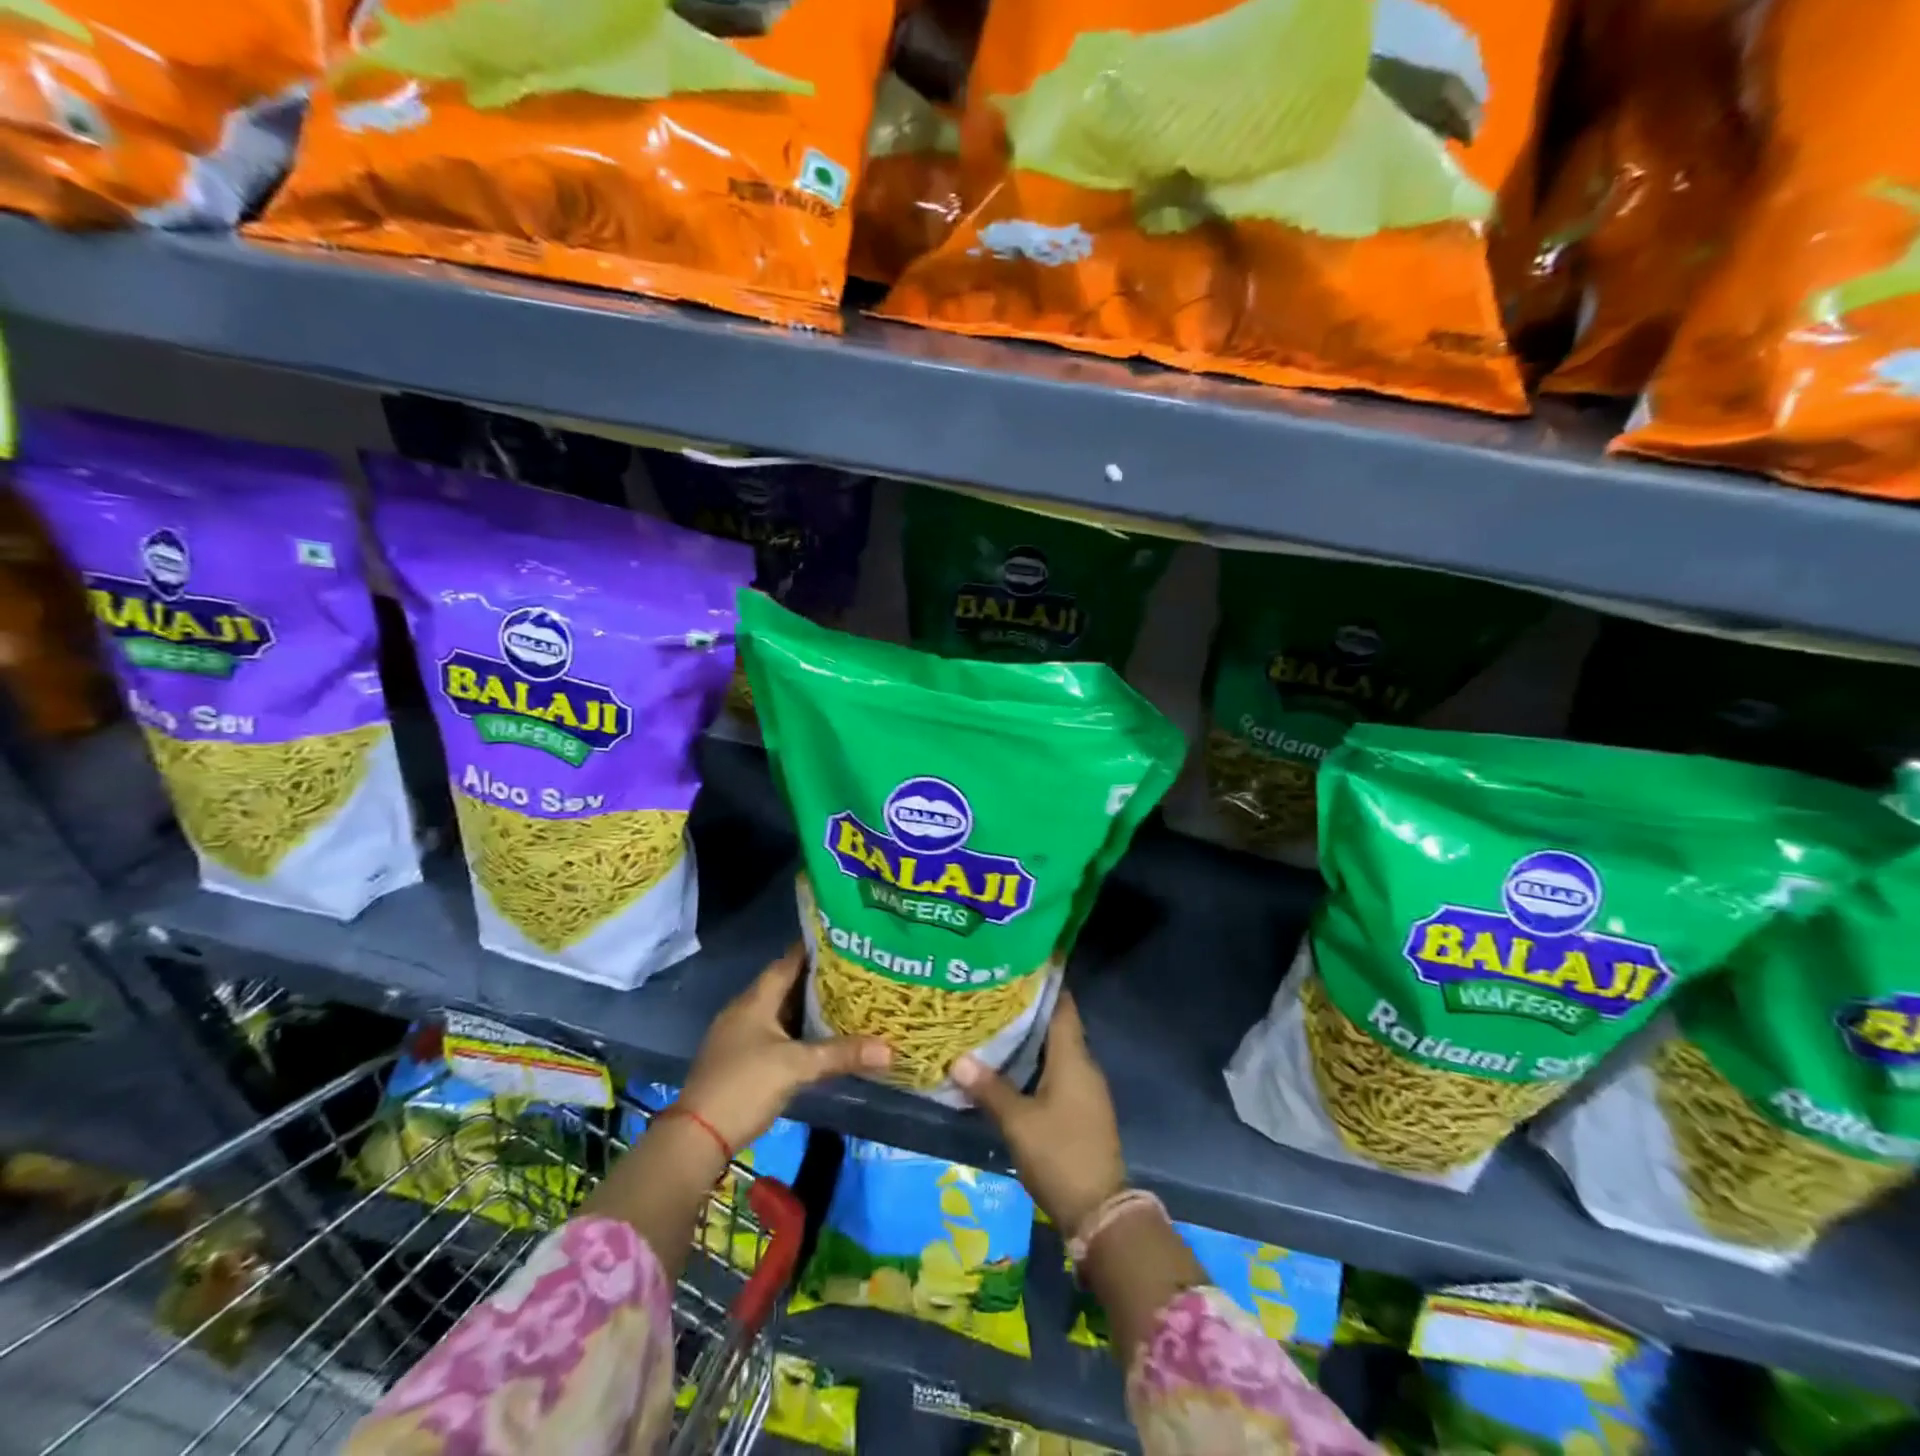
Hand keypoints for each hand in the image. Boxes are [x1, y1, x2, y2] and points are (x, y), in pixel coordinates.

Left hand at [680, 945, 891, 1151]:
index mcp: (755, 1000)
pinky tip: (818, 1039)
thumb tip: (890, 1049)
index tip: (843, 942)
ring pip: (779, 1012)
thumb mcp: (796, 1067)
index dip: (813, 950)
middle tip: (853, 974)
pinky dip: (796, 1032)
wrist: (697, 1137)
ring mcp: (739, 1037)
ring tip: (845, 1002)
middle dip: (817, 981)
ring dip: (807, 1008)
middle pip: (785, 986)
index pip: (787, 962)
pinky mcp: (739, 1061)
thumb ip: (841, 1054)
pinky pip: (774, 1034)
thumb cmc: (745, 1086)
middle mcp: (745, 1011)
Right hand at [950, 993, 1126, 1235]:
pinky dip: (1037, 1062)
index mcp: (1073, 1058)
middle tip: (995, 993)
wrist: (1099, 1211)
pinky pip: (1059, 1072)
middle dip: (1029, 1009)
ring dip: (1032, 1038)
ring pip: (1057, 1050)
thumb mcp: (1018, 1122)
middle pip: (1058, 1025)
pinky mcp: (1082, 1109)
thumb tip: (958, 1059)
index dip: (1045, 983)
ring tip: (996, 1023)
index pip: (1062, 1006)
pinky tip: (1012, 1066)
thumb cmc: (1059, 1154)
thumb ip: (990, 1089)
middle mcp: (1084, 1066)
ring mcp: (1086, 1089)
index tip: (1020, 963)